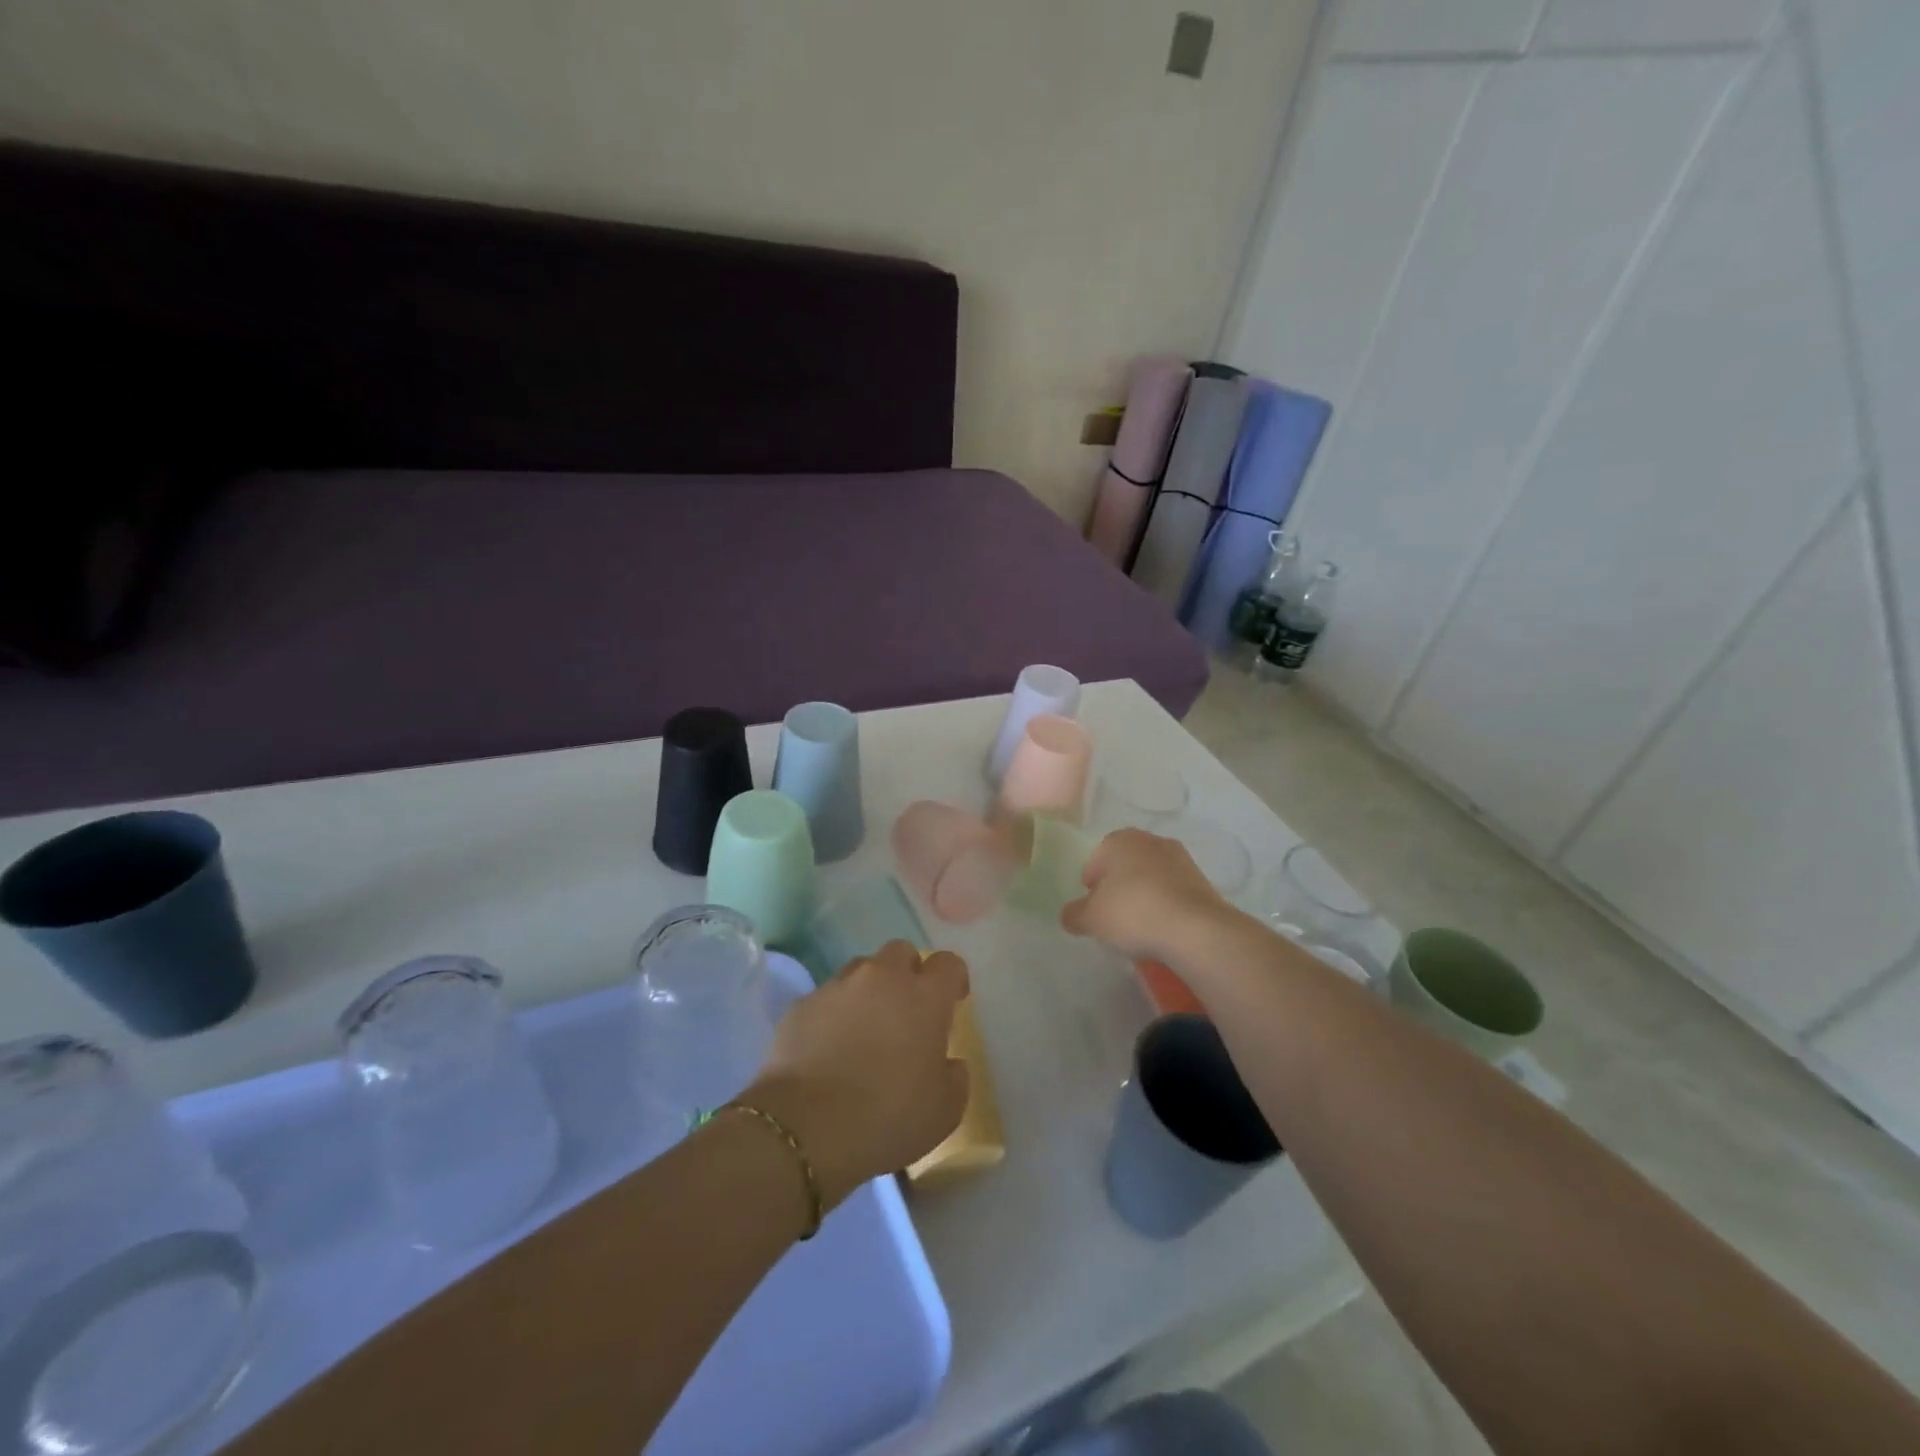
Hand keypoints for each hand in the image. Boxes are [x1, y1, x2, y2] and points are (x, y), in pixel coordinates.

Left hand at [743, 941, 969, 1208]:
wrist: (805, 1128)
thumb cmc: (887, 1117)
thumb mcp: (944, 1111)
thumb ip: (955, 1078)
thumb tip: (949, 1063)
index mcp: (924, 997)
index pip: (948, 963)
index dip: (953, 979)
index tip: (952, 1002)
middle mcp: (882, 978)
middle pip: (901, 952)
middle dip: (908, 974)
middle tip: (907, 1012)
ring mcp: (838, 987)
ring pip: (861, 970)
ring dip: (869, 990)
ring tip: (865, 1029)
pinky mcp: (801, 1005)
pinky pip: (827, 998)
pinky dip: (834, 1013)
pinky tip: (829, 1048)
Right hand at [1060, 828, 1231, 961]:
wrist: (1196, 930)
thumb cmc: (1133, 913)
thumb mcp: (1091, 919)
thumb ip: (1074, 914)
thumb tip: (1070, 915)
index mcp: (1119, 840)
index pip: (1096, 860)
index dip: (1092, 887)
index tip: (1094, 911)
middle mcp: (1150, 841)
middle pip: (1125, 866)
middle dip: (1119, 888)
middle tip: (1115, 918)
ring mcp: (1180, 859)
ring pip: (1151, 878)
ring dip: (1144, 896)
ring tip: (1141, 927)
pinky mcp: (1202, 880)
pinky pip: (1173, 892)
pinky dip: (1166, 906)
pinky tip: (1164, 928)